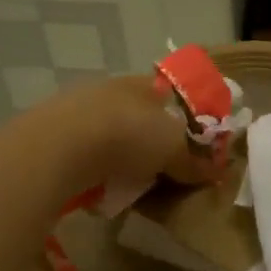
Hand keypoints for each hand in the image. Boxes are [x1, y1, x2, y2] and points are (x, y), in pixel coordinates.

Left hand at [26, 74, 219, 197]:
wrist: (60, 147)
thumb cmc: (129, 136)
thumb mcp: (173, 150)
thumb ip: (194, 162)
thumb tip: (217, 172)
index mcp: (143, 83)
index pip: (171, 95)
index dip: (184, 119)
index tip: (192, 146)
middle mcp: (110, 89)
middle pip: (140, 115)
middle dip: (152, 141)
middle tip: (165, 170)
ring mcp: (78, 109)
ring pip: (111, 134)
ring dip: (123, 156)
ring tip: (133, 184)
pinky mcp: (53, 134)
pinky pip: (87, 153)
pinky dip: (97, 168)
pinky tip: (101, 186)